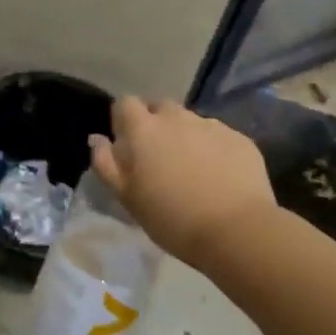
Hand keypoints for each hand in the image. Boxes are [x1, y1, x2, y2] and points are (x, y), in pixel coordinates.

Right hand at [90, 97, 276, 266]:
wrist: (237, 231)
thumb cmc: (172, 218)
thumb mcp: (127, 197)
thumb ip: (106, 163)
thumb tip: (97, 139)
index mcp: (143, 129)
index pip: (124, 103)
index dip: (124, 121)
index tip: (128, 145)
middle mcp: (175, 117)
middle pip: (159, 107)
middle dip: (156, 124)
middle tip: (160, 157)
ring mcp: (210, 125)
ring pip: (190, 121)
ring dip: (186, 136)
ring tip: (193, 169)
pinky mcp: (239, 138)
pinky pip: (218, 135)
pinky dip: (214, 148)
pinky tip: (220, 176)